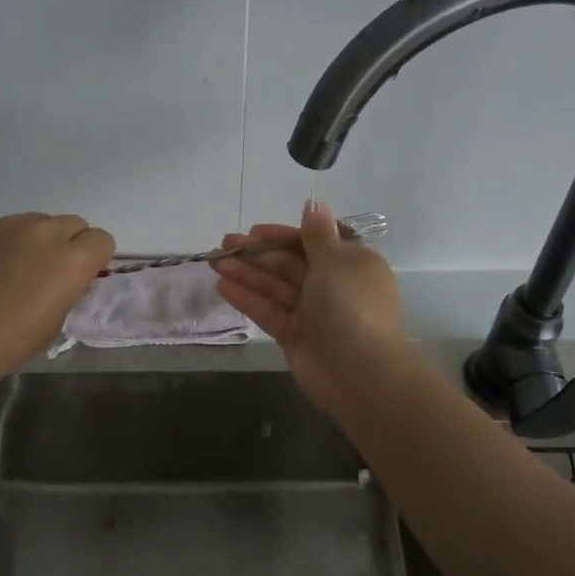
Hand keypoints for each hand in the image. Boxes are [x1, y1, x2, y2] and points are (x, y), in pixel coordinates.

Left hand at [0, 213, 114, 388]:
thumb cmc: (6, 343)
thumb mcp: (54, 323)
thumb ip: (70, 290)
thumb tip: (70, 279)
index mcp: (71, 260)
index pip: (102, 240)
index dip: (94, 259)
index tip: (80, 279)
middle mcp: (45, 232)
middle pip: (74, 224)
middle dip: (69, 245)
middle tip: (49, 274)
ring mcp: (9, 224)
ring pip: (39, 222)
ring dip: (37, 241)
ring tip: (14, 270)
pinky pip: (6, 227)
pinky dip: (6, 243)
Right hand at [214, 201, 407, 409]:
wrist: (359, 371)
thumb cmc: (350, 304)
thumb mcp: (335, 261)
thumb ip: (317, 234)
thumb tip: (316, 204)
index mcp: (350, 263)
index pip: (312, 242)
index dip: (282, 235)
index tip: (254, 231)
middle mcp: (333, 285)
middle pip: (290, 263)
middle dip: (257, 253)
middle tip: (224, 243)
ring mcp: (313, 313)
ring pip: (275, 286)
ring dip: (246, 272)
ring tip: (214, 262)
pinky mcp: (295, 336)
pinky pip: (269, 310)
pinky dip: (247, 298)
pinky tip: (222, 285)